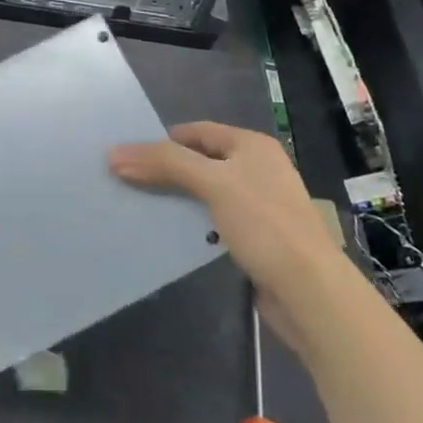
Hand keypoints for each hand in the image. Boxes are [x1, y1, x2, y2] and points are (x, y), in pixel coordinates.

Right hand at [108, 123, 339, 324]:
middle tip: (127, 180)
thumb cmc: (263, 224)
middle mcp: (257, 168)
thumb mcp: (212, 183)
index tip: (128, 154)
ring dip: (177, 198)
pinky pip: (214, 219)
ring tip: (140, 206)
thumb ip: (165, 164)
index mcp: (252, 145)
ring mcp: (258, 204)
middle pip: (200, 161)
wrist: (309, 291)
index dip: (162, 139)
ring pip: (206, 192)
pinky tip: (171, 233)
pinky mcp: (256, 237)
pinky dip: (193, 223)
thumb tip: (114, 154)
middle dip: (166, 170)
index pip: (197, 131)